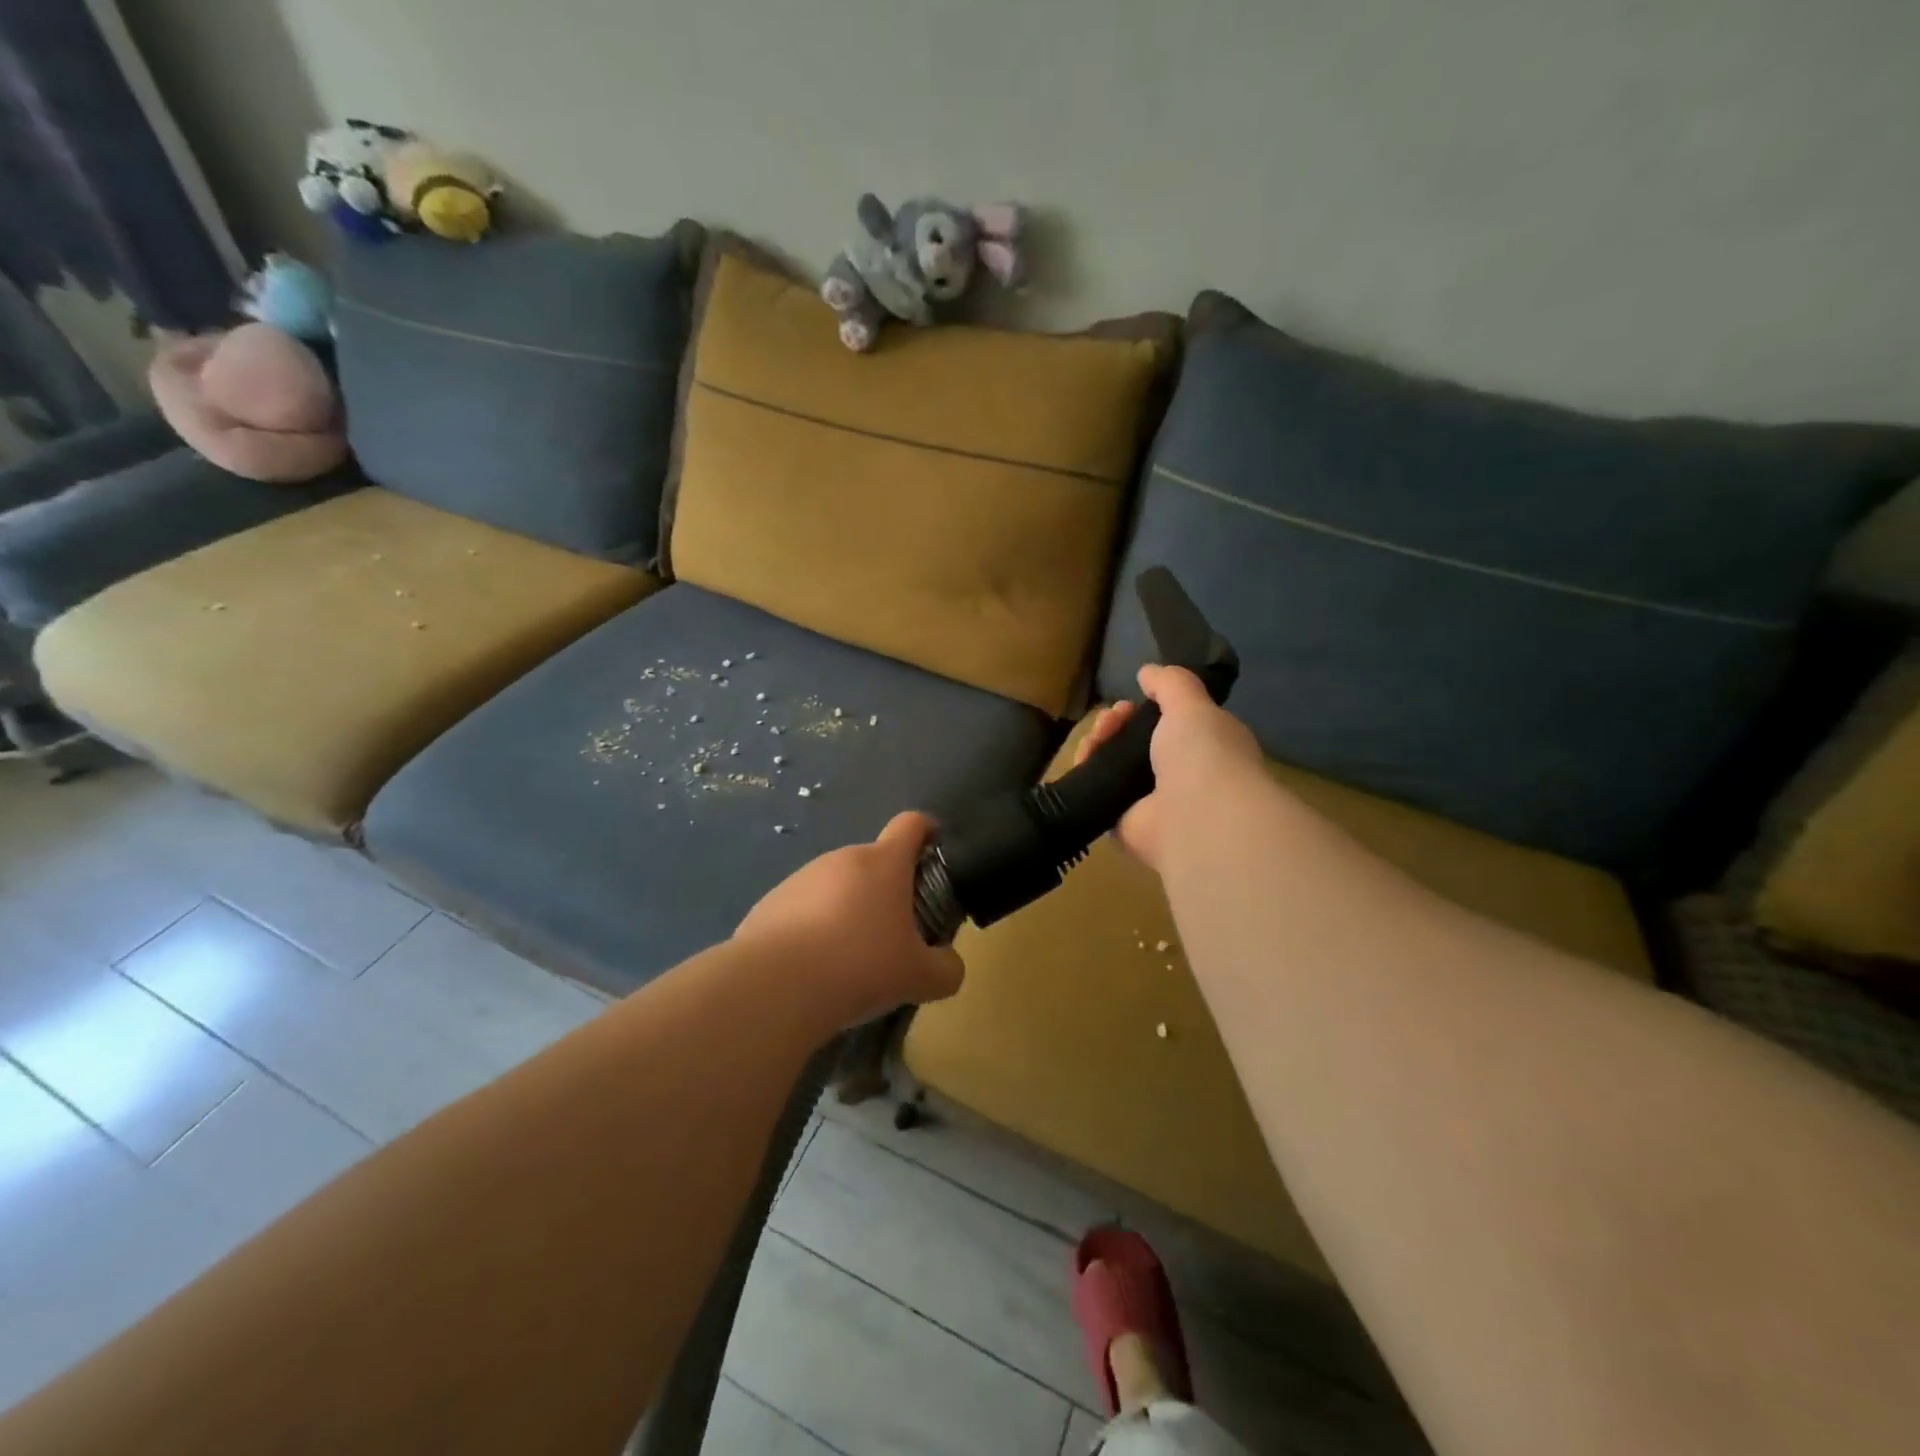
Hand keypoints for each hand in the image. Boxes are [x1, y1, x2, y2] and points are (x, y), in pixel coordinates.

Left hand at [735, 812, 963, 1026]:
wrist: (774, 986)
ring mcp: (802, 877)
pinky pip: (804, 908)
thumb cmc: (859, 967)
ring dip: (849, 910)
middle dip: (888, 891)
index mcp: (883, 863)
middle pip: (874, 862)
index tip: (934, 852)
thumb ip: (946, 969)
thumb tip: (949, 965)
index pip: (912, 824)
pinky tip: (812, 968)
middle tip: (895, 935)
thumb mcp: (920, 978)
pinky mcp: (771, 902)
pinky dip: (814, 928)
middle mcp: (842, 859)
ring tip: (849, 960)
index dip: (928, 831)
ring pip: (837, 886)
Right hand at [1074, 664, 1264, 873]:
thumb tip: (1147, 671)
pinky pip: (1098, 792)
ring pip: (1113, 765)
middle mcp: (1178, 774)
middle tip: (1109, 722)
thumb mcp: (1191, 703)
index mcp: (1203, 746)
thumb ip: (1170, 683)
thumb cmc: (1204, 754)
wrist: (1195, 818)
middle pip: (1134, 742)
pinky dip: (1086, 775)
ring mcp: (1149, 801)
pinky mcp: (1123, 823)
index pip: (1167, 723)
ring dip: (1097, 745)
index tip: (1130, 703)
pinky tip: (1082, 761)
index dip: (1144, 708)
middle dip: (1115, 724)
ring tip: (1093, 740)